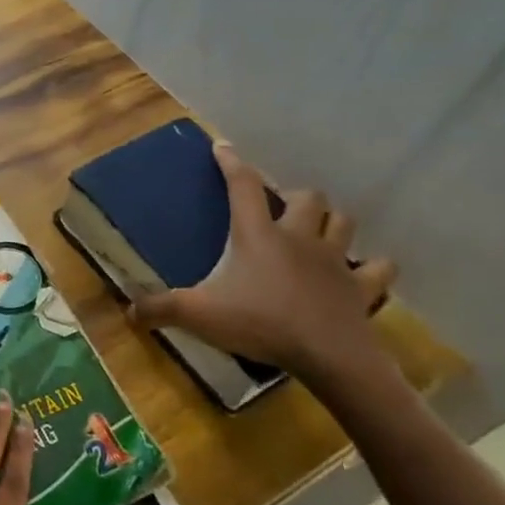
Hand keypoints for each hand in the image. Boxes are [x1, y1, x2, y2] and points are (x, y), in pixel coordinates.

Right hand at [130, 144, 398, 396]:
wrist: (328, 357)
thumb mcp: (198, 315)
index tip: (223, 146)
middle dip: (295, 197)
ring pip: (344, 223)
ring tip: (320, 231)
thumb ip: (160, 309)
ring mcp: (335, 261)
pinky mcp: (361, 289)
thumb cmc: (260, 324)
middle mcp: (298, 238)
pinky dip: (373, 268)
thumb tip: (127, 312)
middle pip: (307, 198)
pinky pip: (377, 270)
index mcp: (257, 235)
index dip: (231, 163)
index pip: (243, 186)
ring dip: (332, 222)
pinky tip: (364, 272)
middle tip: (281, 209)